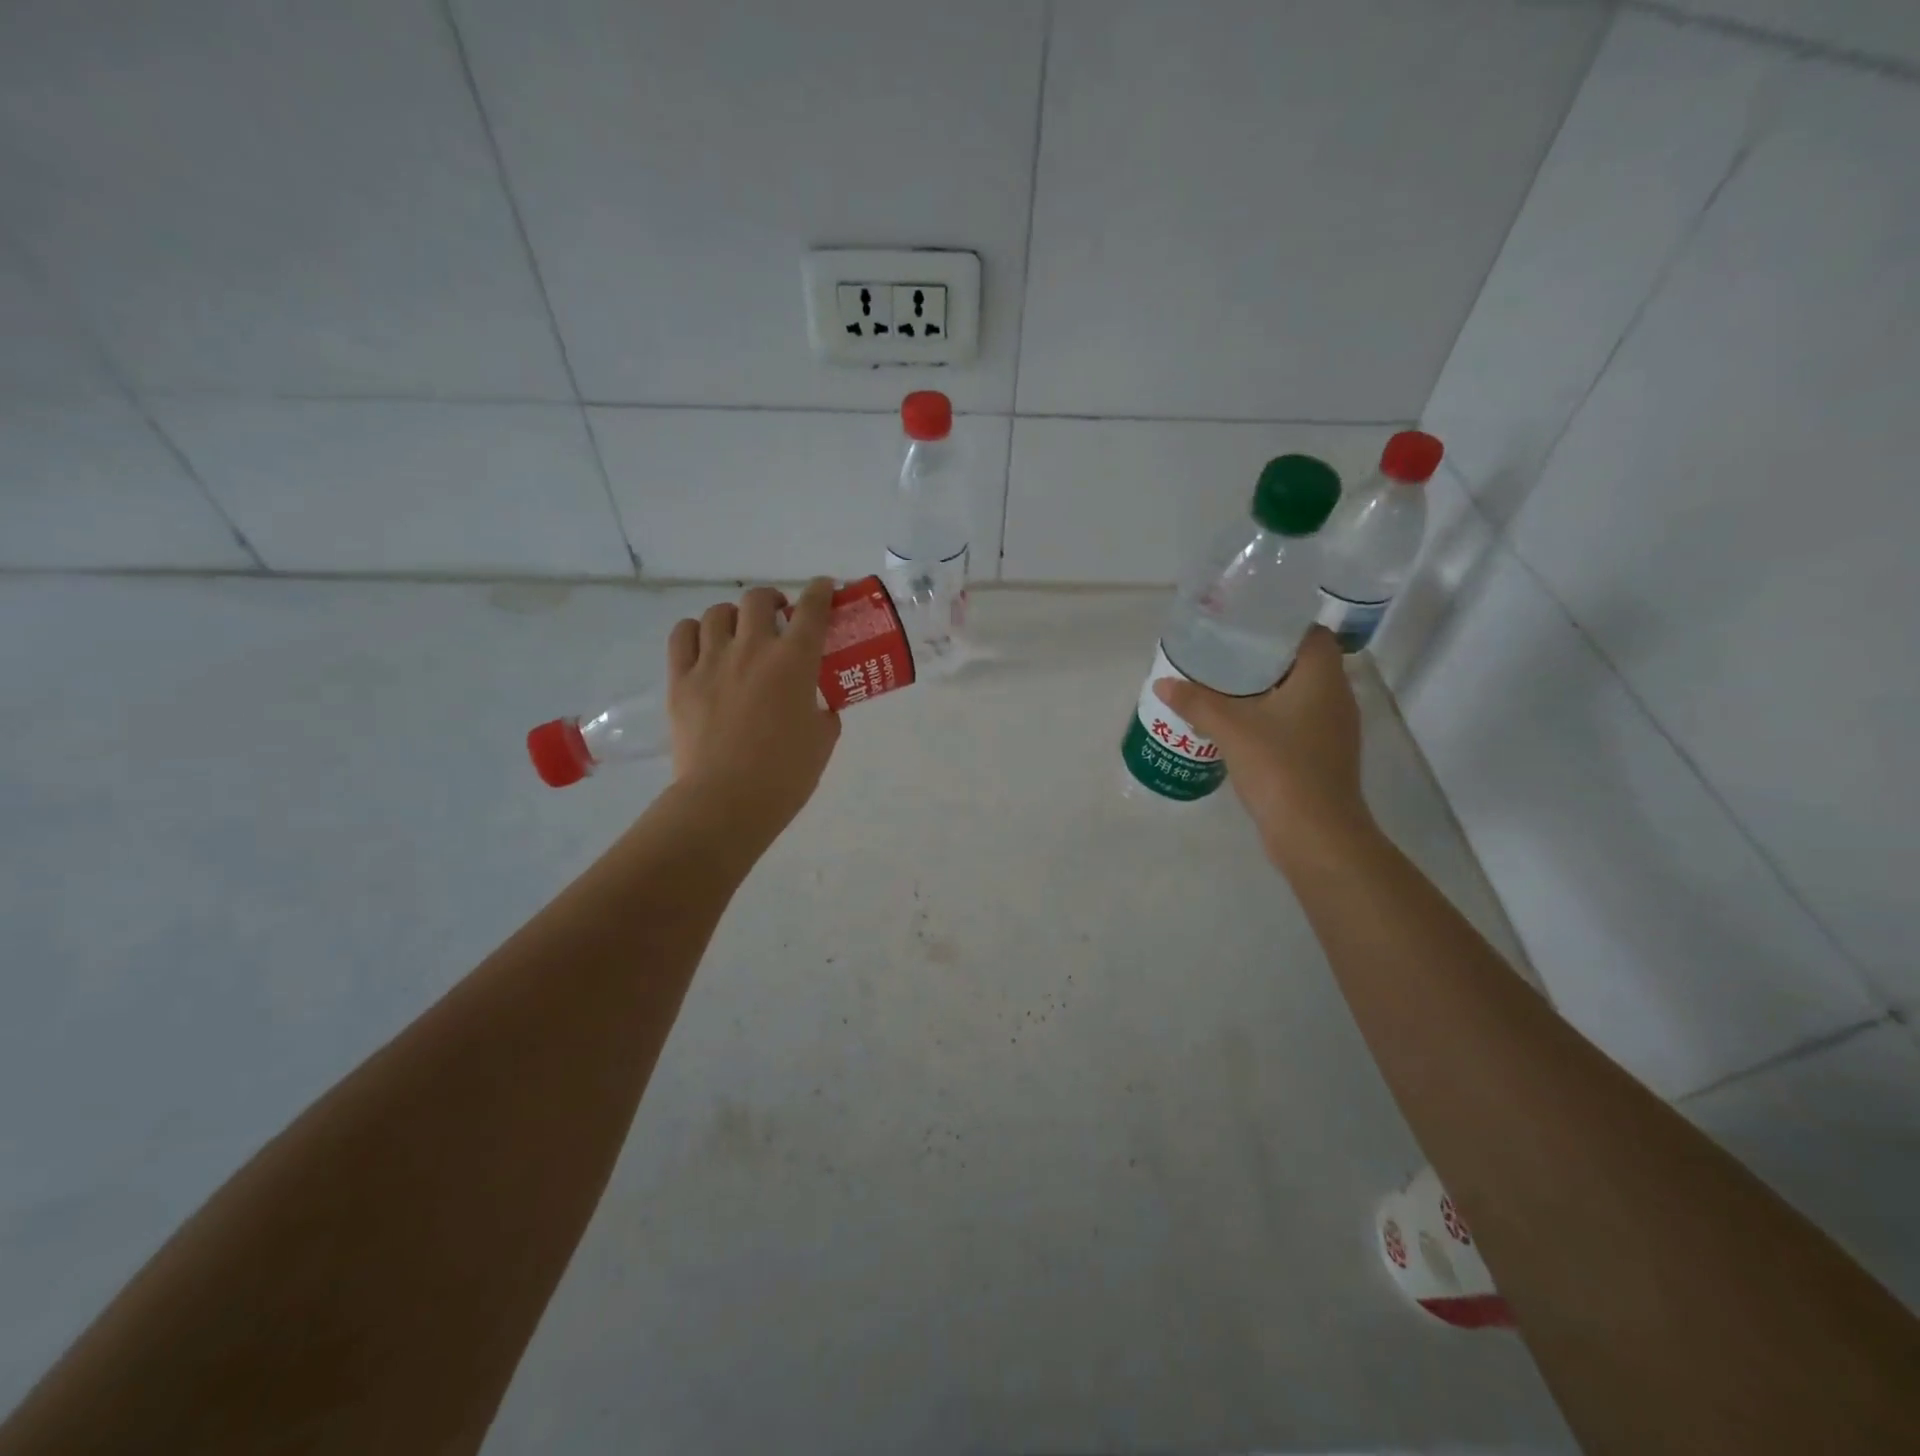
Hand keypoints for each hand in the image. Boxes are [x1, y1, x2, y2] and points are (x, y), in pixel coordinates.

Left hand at [667, 578, 840, 843]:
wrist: (727, 801)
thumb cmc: (785, 774)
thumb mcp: (822, 740)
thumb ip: (824, 712)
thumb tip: (817, 706)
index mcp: (794, 661)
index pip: (811, 609)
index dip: (820, 591)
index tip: (824, 587)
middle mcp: (751, 649)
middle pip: (758, 599)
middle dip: (772, 600)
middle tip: (778, 619)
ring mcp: (711, 661)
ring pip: (717, 613)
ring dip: (733, 616)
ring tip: (738, 634)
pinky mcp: (680, 680)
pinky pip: (681, 636)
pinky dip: (695, 632)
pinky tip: (704, 645)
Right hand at [1154, 626, 1372, 865]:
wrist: (1315, 834)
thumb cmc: (1280, 768)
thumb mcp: (1231, 729)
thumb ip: (1196, 701)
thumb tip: (1163, 682)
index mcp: (1323, 679)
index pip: (1311, 634)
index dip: (1281, 624)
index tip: (1245, 624)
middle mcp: (1336, 698)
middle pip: (1303, 663)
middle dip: (1265, 656)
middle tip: (1224, 652)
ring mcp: (1333, 730)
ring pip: (1299, 694)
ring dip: (1267, 688)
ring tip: (1225, 685)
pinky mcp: (1323, 755)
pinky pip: (1297, 721)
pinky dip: (1271, 716)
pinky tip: (1240, 724)